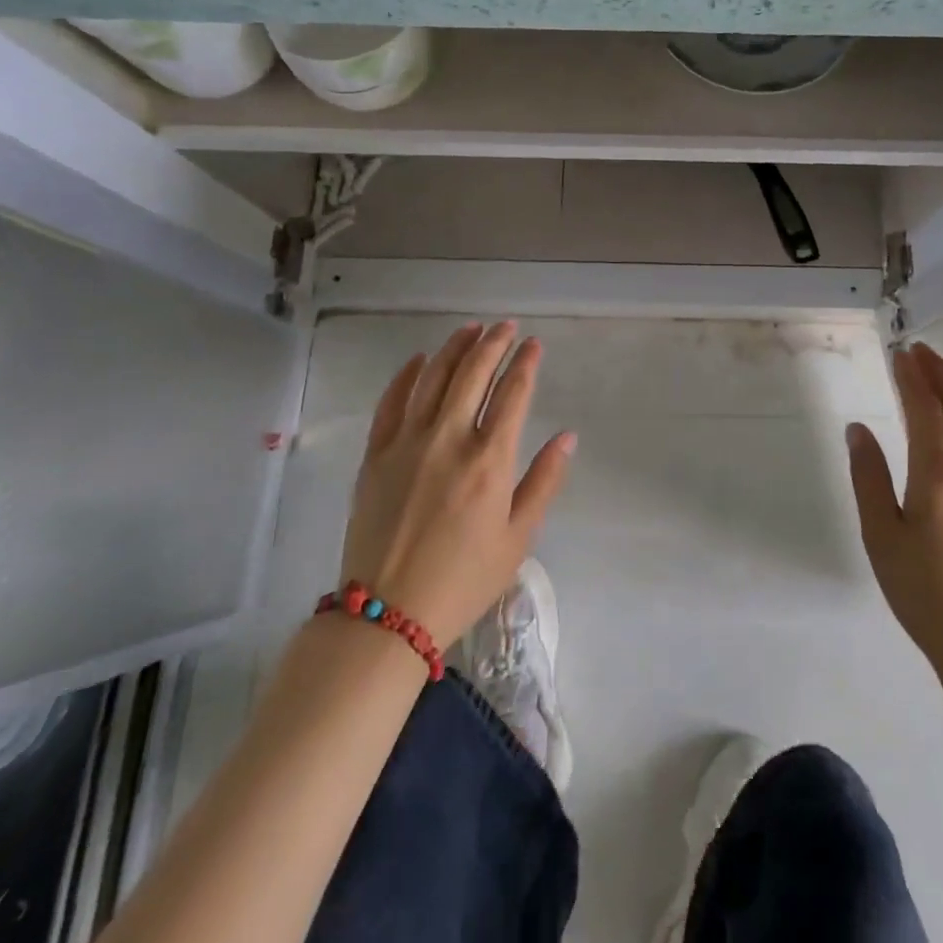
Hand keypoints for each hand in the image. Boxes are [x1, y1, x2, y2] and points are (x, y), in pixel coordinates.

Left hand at [340, 322, 573, 644]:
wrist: (386, 615)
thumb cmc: (463, 580)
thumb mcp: (518, 538)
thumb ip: (544, 481)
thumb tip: (567, 436)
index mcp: (489, 461)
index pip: (513, 394)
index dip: (526, 363)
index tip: (534, 344)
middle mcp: (449, 440)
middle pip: (473, 374)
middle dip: (493, 343)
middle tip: (506, 326)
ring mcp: (407, 443)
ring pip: (433, 378)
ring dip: (454, 348)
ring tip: (471, 329)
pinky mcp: (376, 454)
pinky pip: (391, 402)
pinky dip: (406, 375)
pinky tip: (420, 359)